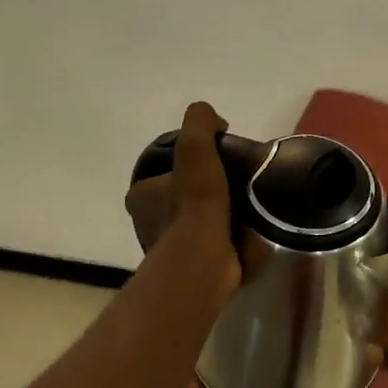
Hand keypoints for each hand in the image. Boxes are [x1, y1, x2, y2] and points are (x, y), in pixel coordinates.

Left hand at [125, 102, 240, 298]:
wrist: (206, 260)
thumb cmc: (195, 202)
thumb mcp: (195, 146)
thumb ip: (200, 122)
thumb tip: (215, 120)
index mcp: (140, 195)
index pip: (162, 171)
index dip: (187, 163)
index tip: (214, 160)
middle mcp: (147, 223)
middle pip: (181, 197)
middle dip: (205, 190)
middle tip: (234, 181)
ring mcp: (170, 248)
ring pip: (197, 222)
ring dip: (218, 215)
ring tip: (247, 204)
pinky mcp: (193, 267)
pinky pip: (212, 244)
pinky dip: (228, 237)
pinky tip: (247, 229)